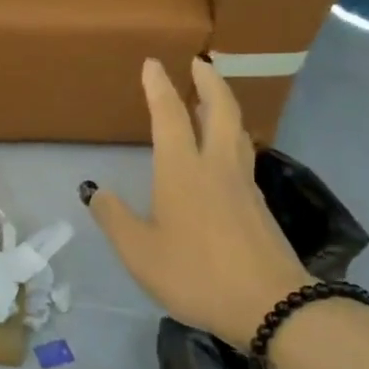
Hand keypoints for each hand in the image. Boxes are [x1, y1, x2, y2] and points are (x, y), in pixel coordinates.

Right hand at [84, 57, 308, 348]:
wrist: (272, 306)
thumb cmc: (196, 275)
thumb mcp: (140, 253)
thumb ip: (115, 218)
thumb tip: (96, 191)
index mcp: (183, 171)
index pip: (170, 116)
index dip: (159, 87)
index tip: (154, 63)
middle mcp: (216, 167)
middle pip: (220, 110)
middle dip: (209, 81)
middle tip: (199, 62)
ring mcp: (243, 185)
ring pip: (236, 131)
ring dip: (223, 106)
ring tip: (211, 99)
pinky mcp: (258, 206)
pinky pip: (242, 156)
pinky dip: (231, 138)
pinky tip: (222, 154)